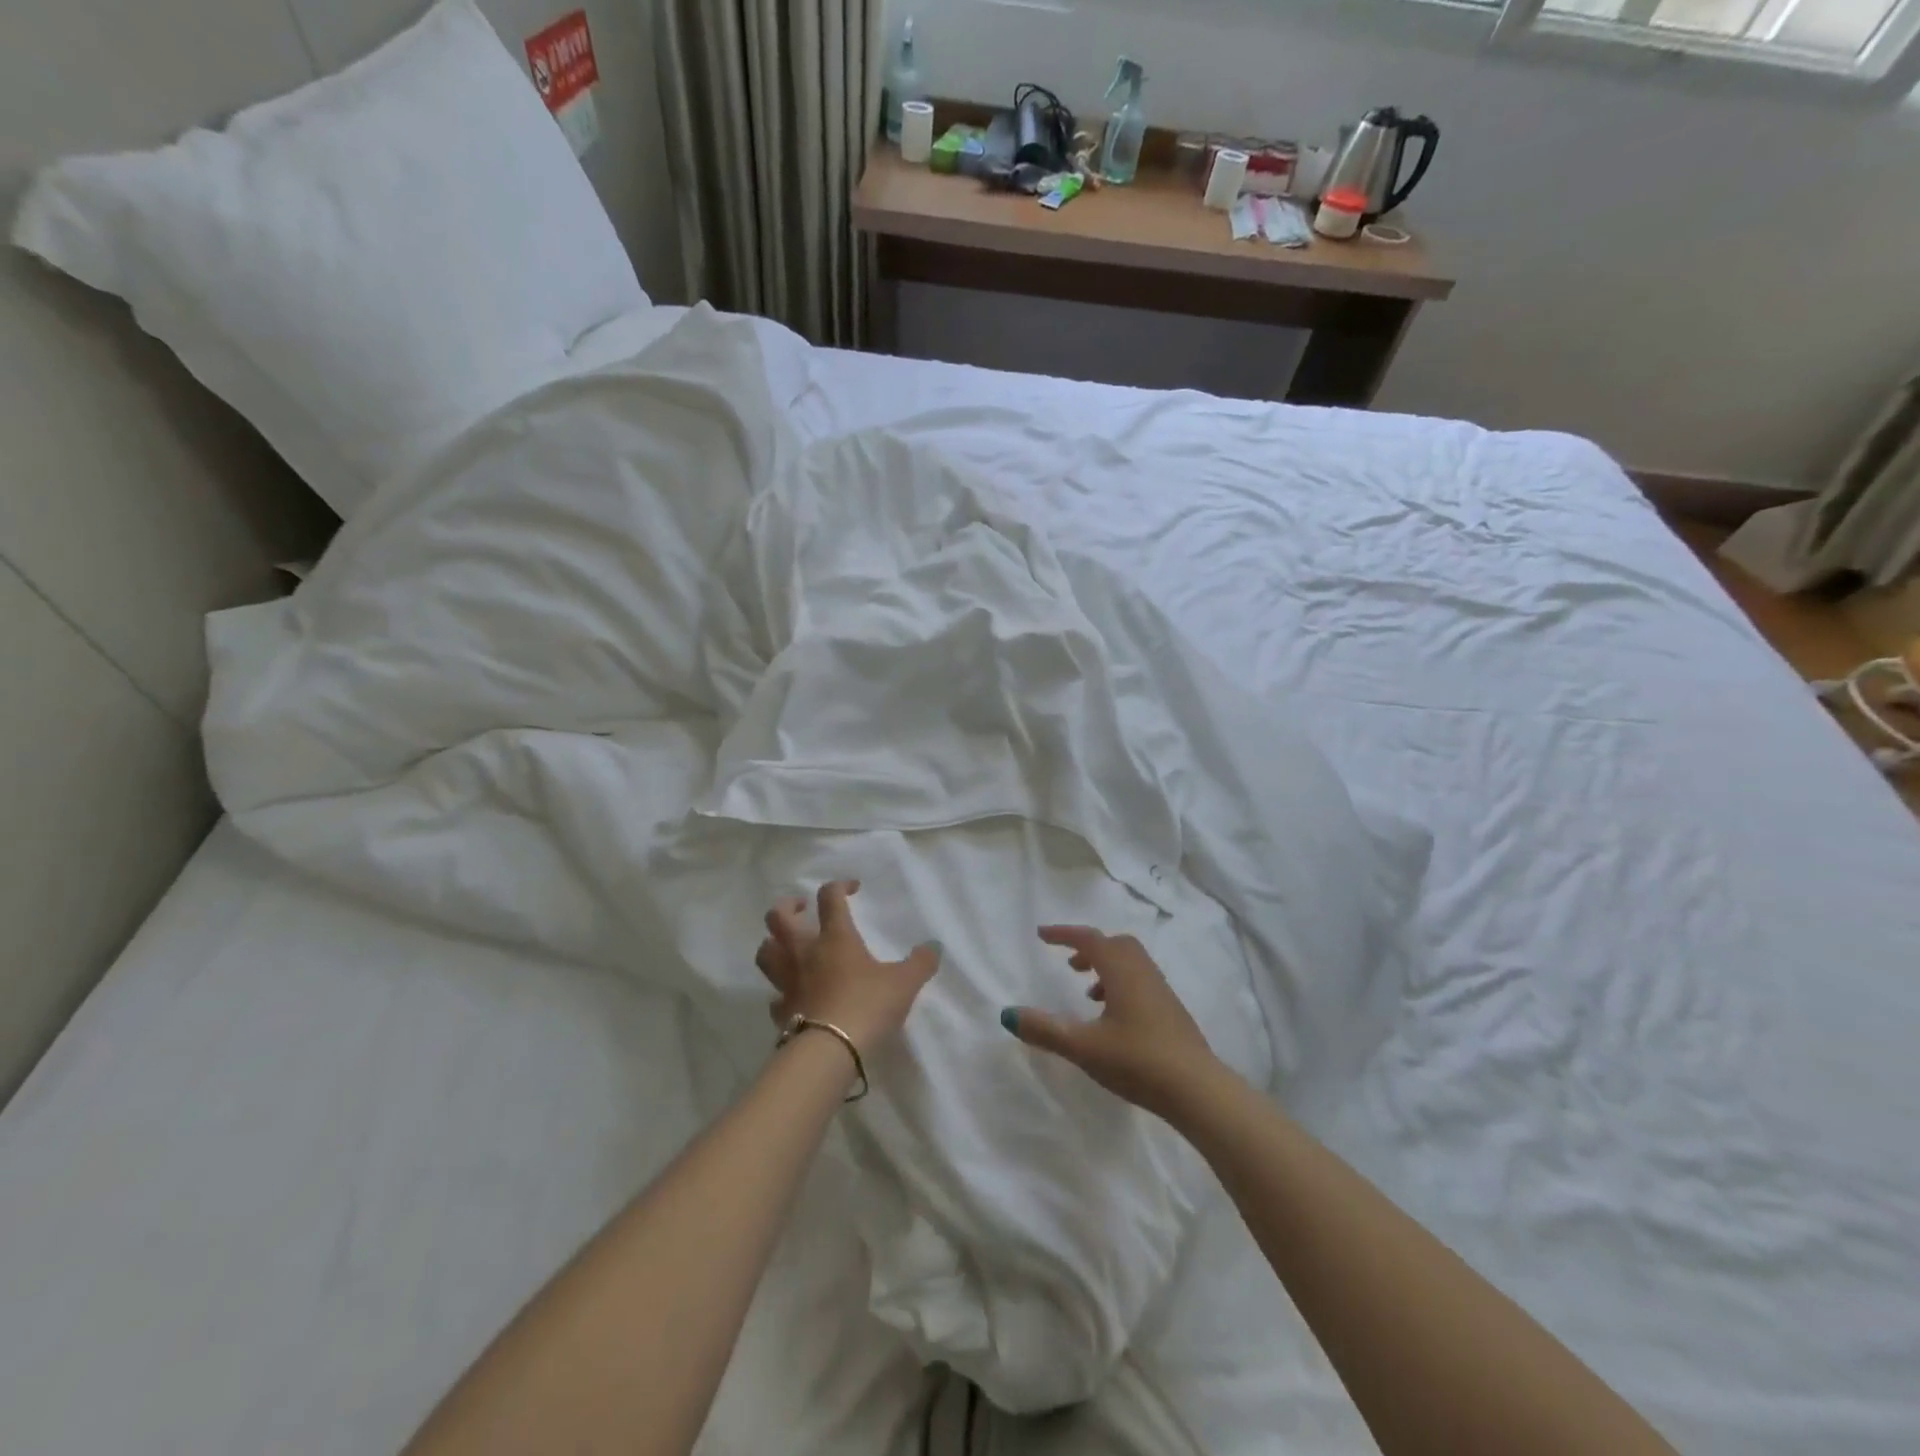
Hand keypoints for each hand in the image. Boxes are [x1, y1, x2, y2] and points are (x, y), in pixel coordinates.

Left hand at [754, 880, 941, 1056]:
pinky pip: (774, 994)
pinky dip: (780, 990)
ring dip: (773, 943)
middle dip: (787, 907)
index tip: (852, 889)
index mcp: (835, 937)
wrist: (830, 1051)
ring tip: (787, 945)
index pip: (830, 898)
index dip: (839, 886)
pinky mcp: (780, 1011)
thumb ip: (920, 963)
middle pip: (778, 918)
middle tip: (801, 908)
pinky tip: (793, 994)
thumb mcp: (904, 983)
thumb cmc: (867, 1006)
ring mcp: (787, 981)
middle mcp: (804, 952)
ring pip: (766, 951)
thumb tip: (934, 947)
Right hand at [1002, 925, 1221, 1120]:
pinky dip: (1121, 986)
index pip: (1089, 939)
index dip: (1064, 934)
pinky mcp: (1172, 1013)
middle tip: (1069, 965)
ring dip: (1106, 969)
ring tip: (1088, 995)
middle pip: (1115, 945)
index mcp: (1121, 971)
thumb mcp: (1083, 1047)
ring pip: (1131, 964)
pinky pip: (1141, 982)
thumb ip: (1045, 1030)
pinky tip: (1114, 1020)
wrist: (1198, 1090)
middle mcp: (1143, 973)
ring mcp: (1162, 992)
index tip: (1042, 935)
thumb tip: (1008, 1014)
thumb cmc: (1137, 1061)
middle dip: (1090, 949)